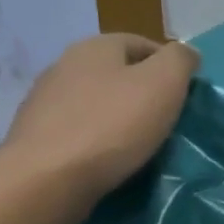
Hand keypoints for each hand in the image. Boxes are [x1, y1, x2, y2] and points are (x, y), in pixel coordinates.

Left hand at [0, 33, 198, 213]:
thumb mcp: (164, 84)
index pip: (141, 43)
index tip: (186, 94)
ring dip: (120, 116)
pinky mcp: (37, 135)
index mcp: (95, 47)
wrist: (47, 179)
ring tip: (141, 143)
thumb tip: (186, 52)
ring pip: (96, 101)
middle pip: (117, 72)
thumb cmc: (113, 125)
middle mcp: (64, 65)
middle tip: (168, 119)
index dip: (169, 65)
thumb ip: (180, 60)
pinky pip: (79, 130)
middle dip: (143, 91)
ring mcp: (45, 101)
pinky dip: (99, 139)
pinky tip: (110, 159)